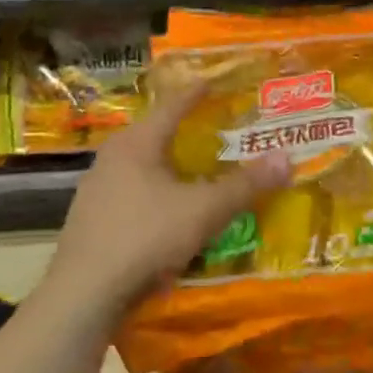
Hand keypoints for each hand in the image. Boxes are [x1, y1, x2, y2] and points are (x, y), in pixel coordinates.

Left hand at [39, 84, 290, 317]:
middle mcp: (112, 158)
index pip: (172, 106)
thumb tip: (287, 157)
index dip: (197, 92)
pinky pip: (132, 193)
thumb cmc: (145, 237)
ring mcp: (96, 190)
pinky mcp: (92, 220)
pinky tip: (169, 210)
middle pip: (154, 134)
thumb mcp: (205, 210)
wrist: (84, 293)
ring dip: (169, 164)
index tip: (213, 79)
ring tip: (196, 169)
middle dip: (184, 129)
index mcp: (137, 144)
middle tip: (213, 127)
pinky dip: (156, 192)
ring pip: (141, 166)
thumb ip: (246, 185)